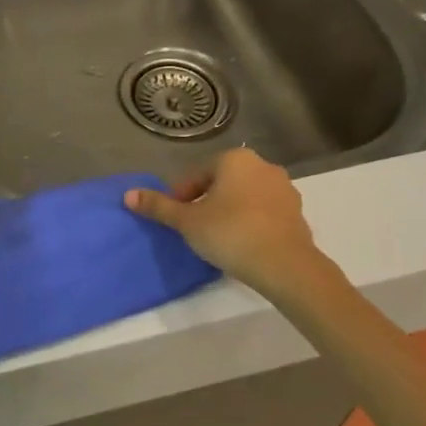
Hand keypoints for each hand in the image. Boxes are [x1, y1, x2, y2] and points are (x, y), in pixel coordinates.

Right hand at [126, 149, 324, 299]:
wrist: (286, 266)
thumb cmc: (230, 233)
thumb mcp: (187, 221)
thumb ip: (159, 206)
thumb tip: (128, 195)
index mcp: (234, 159)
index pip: (196, 175)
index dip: (180, 197)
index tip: (175, 219)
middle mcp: (262, 166)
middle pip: (221, 183)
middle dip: (206, 202)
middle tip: (193, 228)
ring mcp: (284, 189)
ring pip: (244, 197)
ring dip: (229, 211)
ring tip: (217, 238)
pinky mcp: (297, 213)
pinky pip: (264, 212)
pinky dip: (250, 222)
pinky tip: (242, 244)